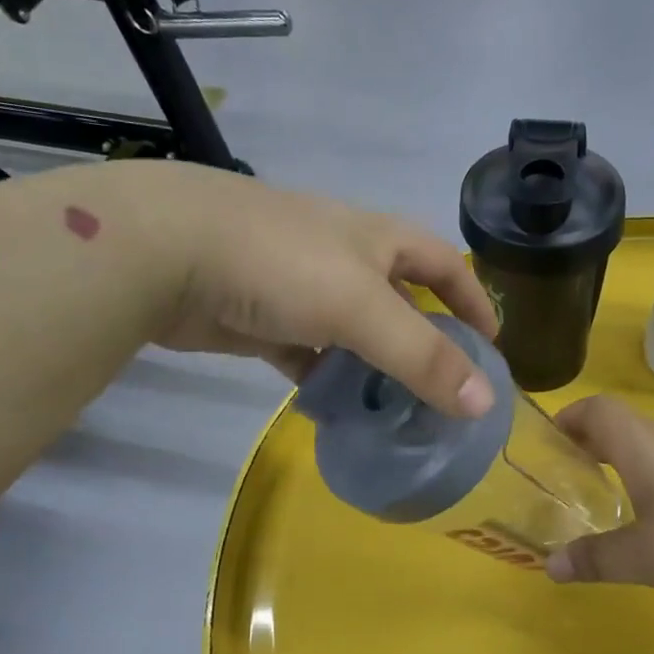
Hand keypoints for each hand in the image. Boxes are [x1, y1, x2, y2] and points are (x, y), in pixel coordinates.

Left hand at [113, 163, 498, 415]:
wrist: (162, 250)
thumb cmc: (279, 263)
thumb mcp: (362, 308)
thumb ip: (423, 356)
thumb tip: (485, 404)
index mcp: (376, 239)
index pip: (443, 263)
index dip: (472, 297)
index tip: (492, 345)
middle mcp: (343, 258)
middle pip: (400, 302)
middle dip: (425, 342)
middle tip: (444, 393)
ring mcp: (299, 288)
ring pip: (353, 333)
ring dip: (375, 368)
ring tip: (397, 413)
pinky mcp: (261, 319)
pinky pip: (308, 353)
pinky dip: (325, 379)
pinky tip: (334, 412)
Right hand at [544, 395, 653, 599]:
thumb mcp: (645, 558)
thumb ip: (596, 560)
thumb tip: (550, 567)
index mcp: (641, 445)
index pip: (596, 410)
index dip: (570, 418)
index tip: (551, 440)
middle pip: (626, 424)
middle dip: (596, 444)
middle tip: (577, 475)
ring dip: (634, 459)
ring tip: (624, 496)